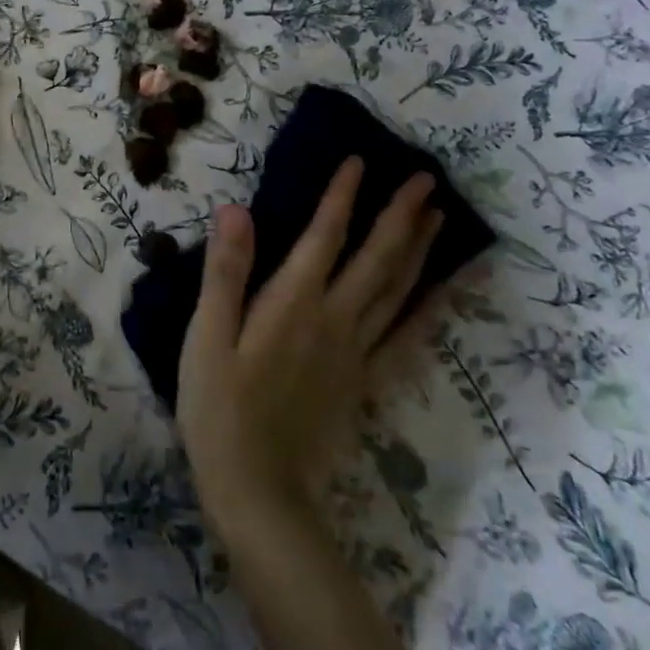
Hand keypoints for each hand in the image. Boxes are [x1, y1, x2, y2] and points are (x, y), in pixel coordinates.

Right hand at [177, 159, 442, 546]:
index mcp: (293, 305)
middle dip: (401, 215)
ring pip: (399, 292)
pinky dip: (429, 308)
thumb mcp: (206, 337)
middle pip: (377, 259)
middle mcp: (335, 321)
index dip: (341, 196)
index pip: (324, 237)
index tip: (359, 160)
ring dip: (421, 250)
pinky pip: (406, 336)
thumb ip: (225, 273)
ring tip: (439, 217)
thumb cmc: (218, 408)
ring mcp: (357, 353)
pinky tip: (443, 293)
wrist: (257, 489)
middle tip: (426, 178)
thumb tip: (236, 211)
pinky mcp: (364, 382)